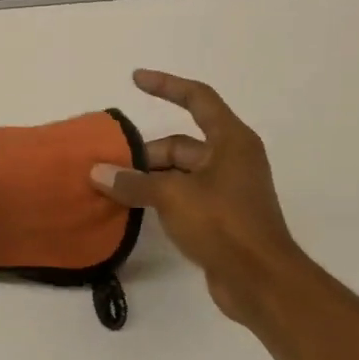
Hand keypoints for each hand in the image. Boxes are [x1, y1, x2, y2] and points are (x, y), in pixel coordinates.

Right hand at [91, 71, 306, 327]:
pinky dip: (159, 198)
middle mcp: (231, 159)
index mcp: (231, 141)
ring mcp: (226, 190)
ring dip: (148, 178)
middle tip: (108, 167)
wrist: (260, 281)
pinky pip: (182, 197)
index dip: (166, 85)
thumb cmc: (224, 225)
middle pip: (180, 143)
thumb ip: (134, 183)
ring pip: (179, 173)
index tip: (136, 78)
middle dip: (145, 153)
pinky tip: (132, 209)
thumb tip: (98, 172)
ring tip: (111, 188)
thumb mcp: (173, 197)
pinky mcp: (219, 217)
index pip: (197, 99)